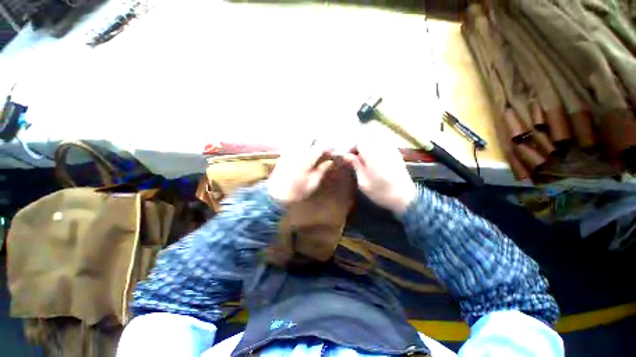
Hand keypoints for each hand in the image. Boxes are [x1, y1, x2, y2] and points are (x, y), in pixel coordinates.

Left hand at [268, 143, 333, 204]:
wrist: (276, 195)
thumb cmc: (297, 192)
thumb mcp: (313, 183)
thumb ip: (321, 170)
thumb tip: (329, 162)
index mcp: (306, 160)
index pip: (320, 147)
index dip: (328, 147)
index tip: (333, 150)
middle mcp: (297, 152)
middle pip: (309, 138)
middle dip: (318, 142)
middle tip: (324, 150)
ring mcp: (289, 152)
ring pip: (301, 140)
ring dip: (309, 142)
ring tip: (314, 151)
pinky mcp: (283, 155)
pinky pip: (294, 144)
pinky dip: (301, 145)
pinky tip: (304, 153)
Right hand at [344, 140, 416, 213]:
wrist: (405, 197)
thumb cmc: (381, 193)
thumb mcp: (363, 183)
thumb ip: (356, 166)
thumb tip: (346, 155)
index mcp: (373, 157)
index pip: (360, 141)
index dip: (351, 146)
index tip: (348, 156)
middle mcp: (383, 149)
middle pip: (369, 133)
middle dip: (359, 141)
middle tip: (355, 153)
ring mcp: (391, 148)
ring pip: (377, 134)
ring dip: (367, 140)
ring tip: (363, 153)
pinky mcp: (396, 151)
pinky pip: (384, 139)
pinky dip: (375, 142)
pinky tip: (373, 154)